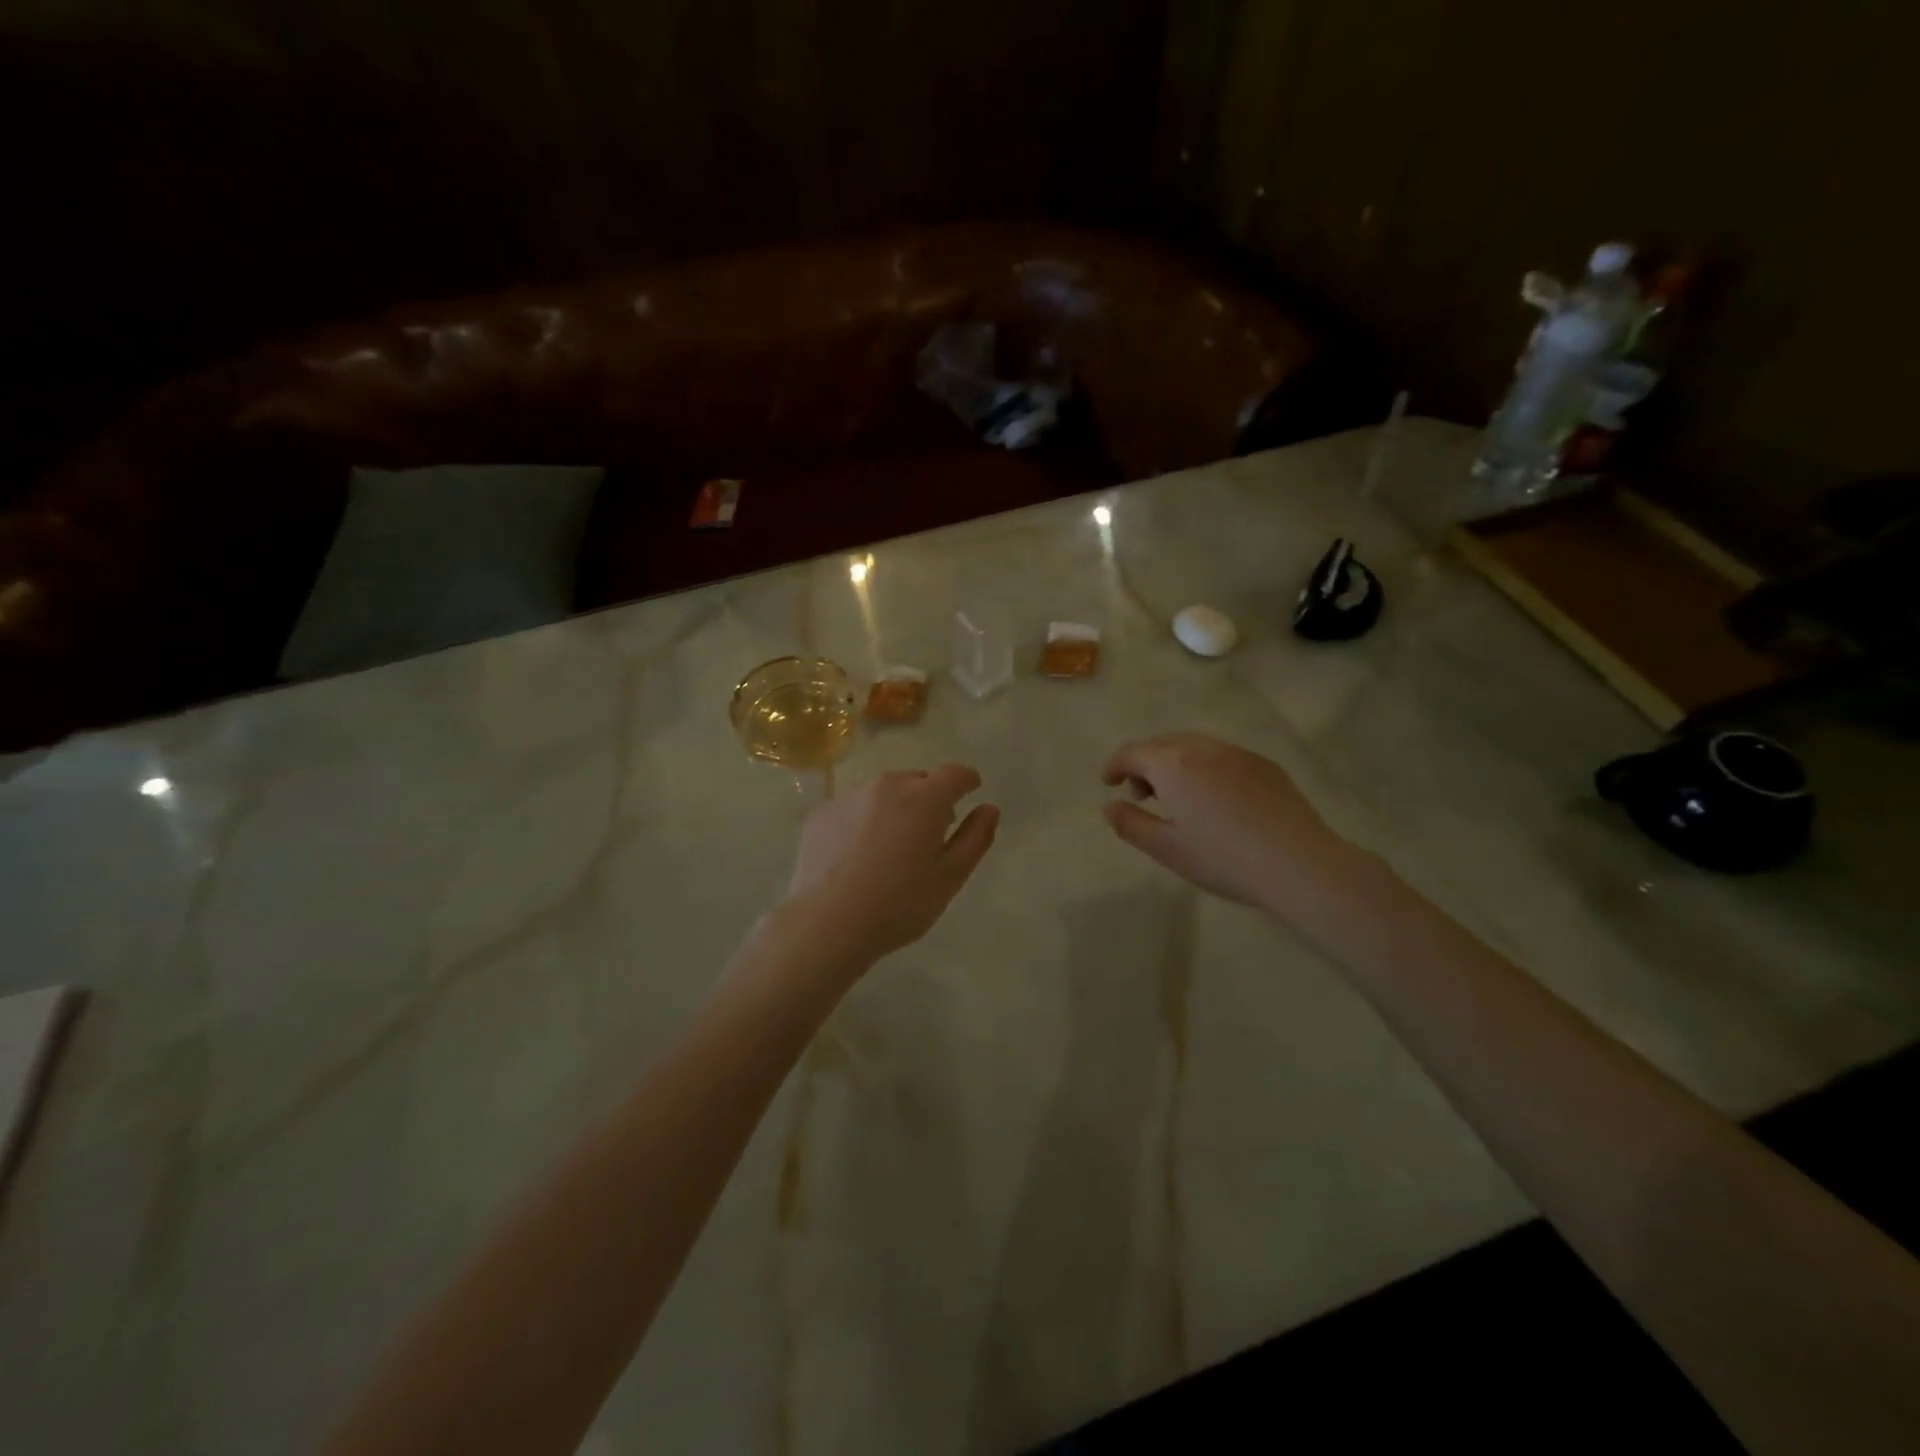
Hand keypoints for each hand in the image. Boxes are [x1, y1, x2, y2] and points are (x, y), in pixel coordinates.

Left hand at [783, 764, 1000, 967]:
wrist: (826, 923)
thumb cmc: (899, 904)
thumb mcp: (950, 877)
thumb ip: (975, 837)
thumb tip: (989, 808)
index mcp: (924, 799)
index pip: (954, 773)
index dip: (966, 781)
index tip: (970, 792)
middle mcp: (886, 785)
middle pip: (917, 781)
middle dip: (929, 799)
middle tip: (929, 835)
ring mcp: (849, 796)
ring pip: (883, 792)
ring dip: (895, 808)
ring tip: (890, 848)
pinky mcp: (821, 813)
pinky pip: (853, 808)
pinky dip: (862, 821)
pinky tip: (856, 856)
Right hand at [1101, 733, 1357, 912]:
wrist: (1299, 864)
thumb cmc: (1224, 859)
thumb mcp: (1167, 848)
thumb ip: (1130, 823)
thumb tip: (1109, 806)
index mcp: (1173, 765)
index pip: (1133, 753)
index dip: (1115, 765)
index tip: (1107, 783)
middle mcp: (1203, 748)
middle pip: (1163, 744)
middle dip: (1145, 763)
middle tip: (1142, 795)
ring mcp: (1238, 753)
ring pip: (1194, 746)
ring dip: (1175, 763)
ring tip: (1178, 797)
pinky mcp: (1265, 765)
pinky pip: (1223, 756)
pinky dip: (1205, 767)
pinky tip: (1216, 799)